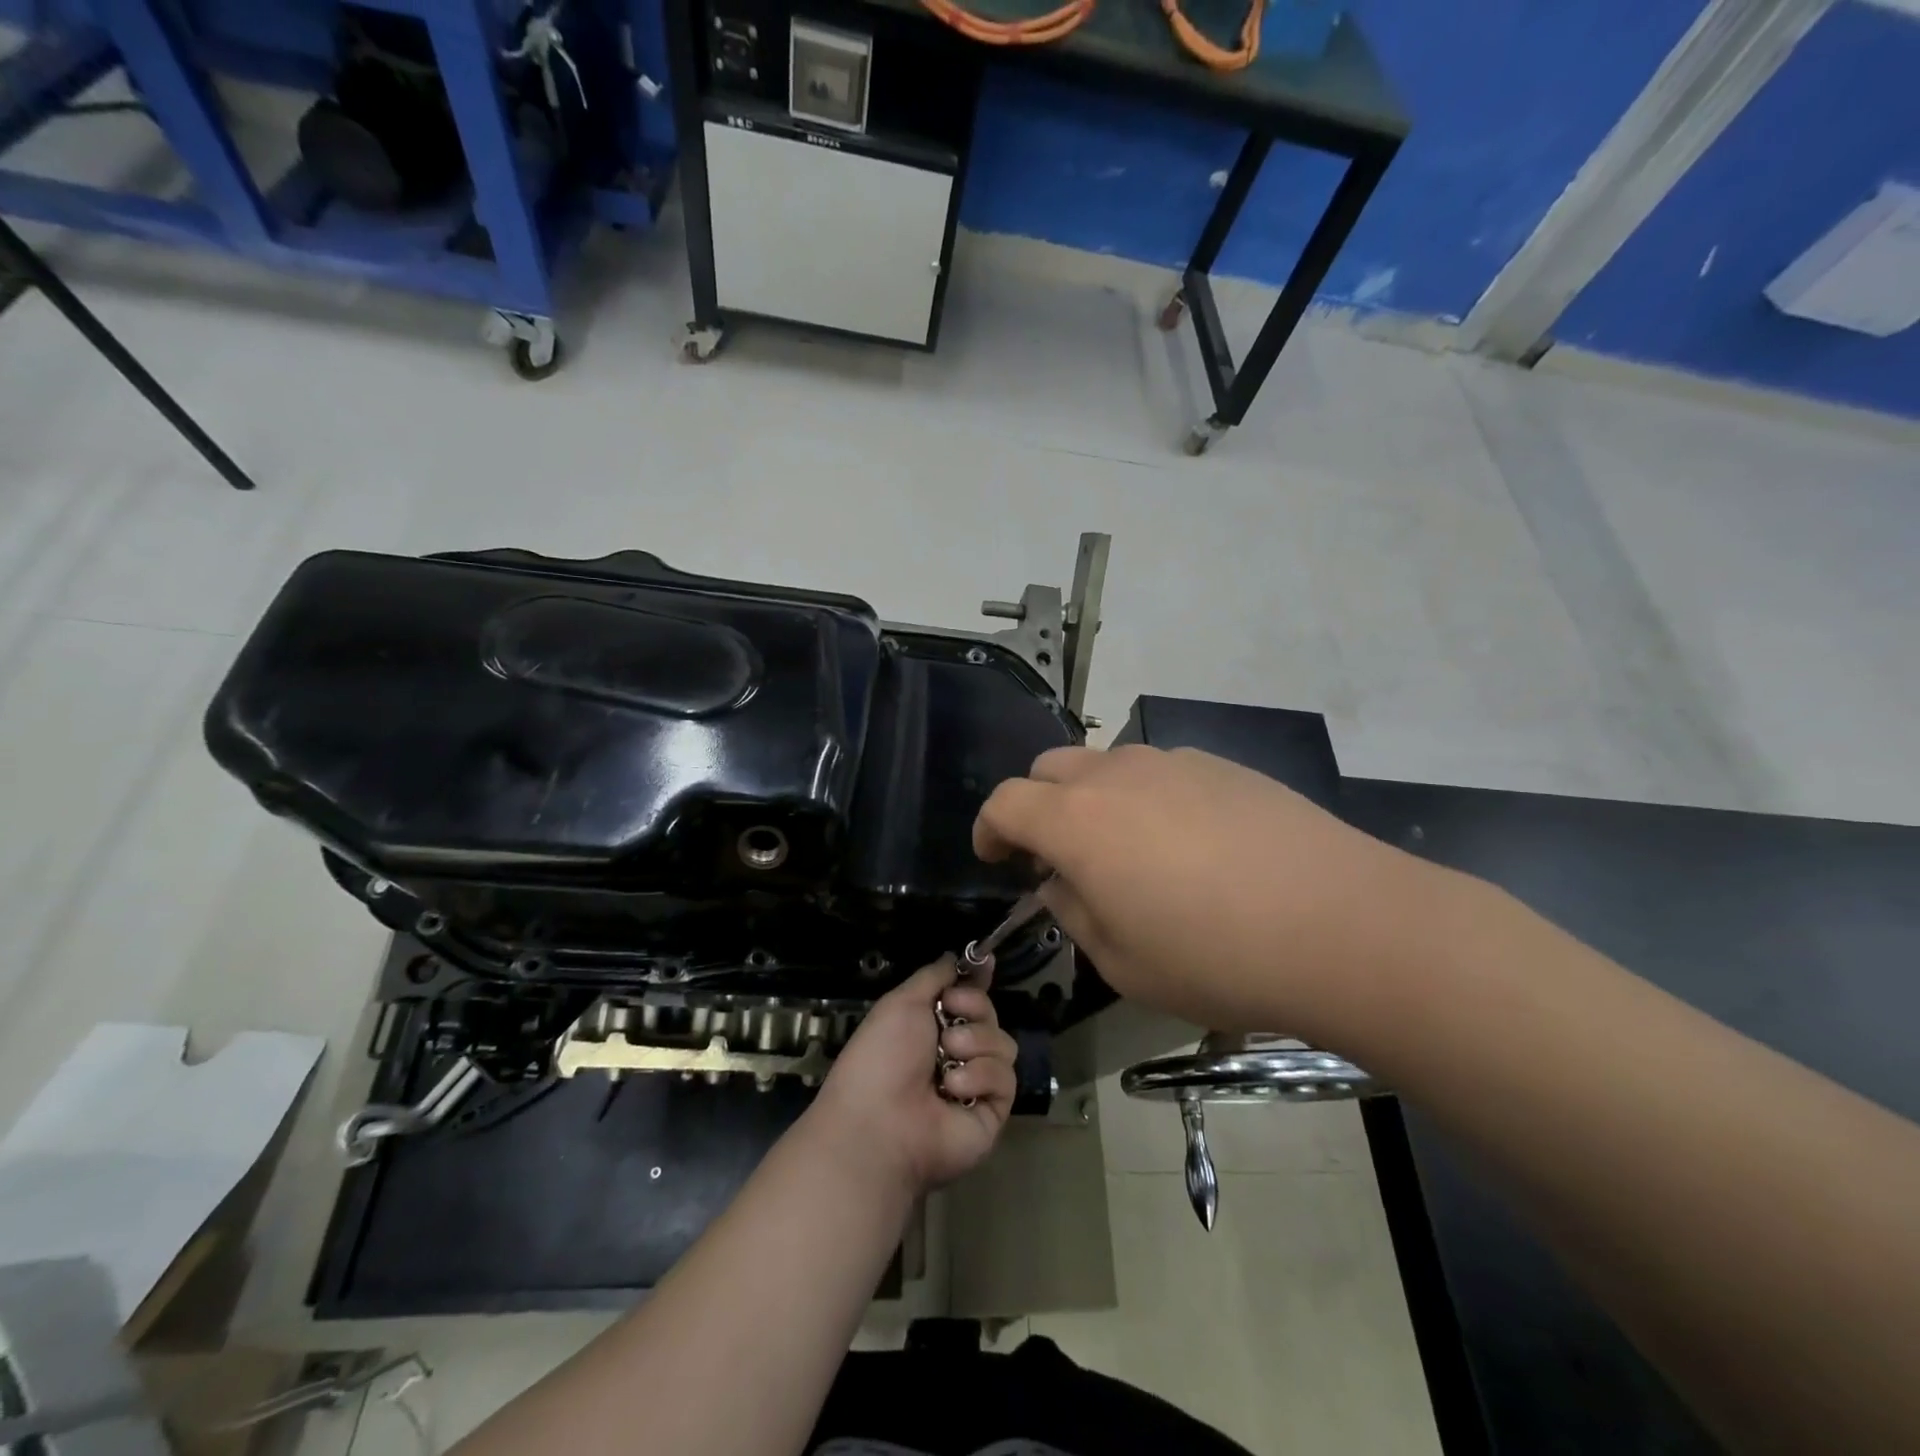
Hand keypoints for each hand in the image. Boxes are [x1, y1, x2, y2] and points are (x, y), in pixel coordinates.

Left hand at [807, 957, 1018, 1197]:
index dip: (977, 980)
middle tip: (950, 1018)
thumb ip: (933, 976)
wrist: (880, 1123)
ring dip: (974, 1043)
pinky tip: (953, 1088)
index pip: (966, 996)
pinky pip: (1005, 1078)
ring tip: (947, 1058)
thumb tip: (955, 956)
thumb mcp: (901, 1002)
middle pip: (989, 1014)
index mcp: (930, 1026)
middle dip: (974, 1008)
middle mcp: (955, 1052)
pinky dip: (979, 1076)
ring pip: (1002, 1043)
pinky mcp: (992, 1111)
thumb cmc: (882, 1056)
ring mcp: (976, 1083)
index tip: (985, 960)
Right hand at [973, 744, 1444, 1041]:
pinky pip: (1160, 770)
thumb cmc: (1216, 957)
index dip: (989, 828)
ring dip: (1093, 800)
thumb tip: (1061, 884)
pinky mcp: (1221, 764)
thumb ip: (1074, 915)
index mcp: (1077, 821)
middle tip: (1058, 856)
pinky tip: (1187, 844)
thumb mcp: (1122, 964)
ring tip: (1127, 851)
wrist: (1343, 924)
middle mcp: (1116, 775)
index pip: (1005, 802)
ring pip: (1106, 765)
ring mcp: (1172, 762)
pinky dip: (1146, 797)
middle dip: (1037, 806)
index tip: (995, 857)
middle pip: (1049, 768)